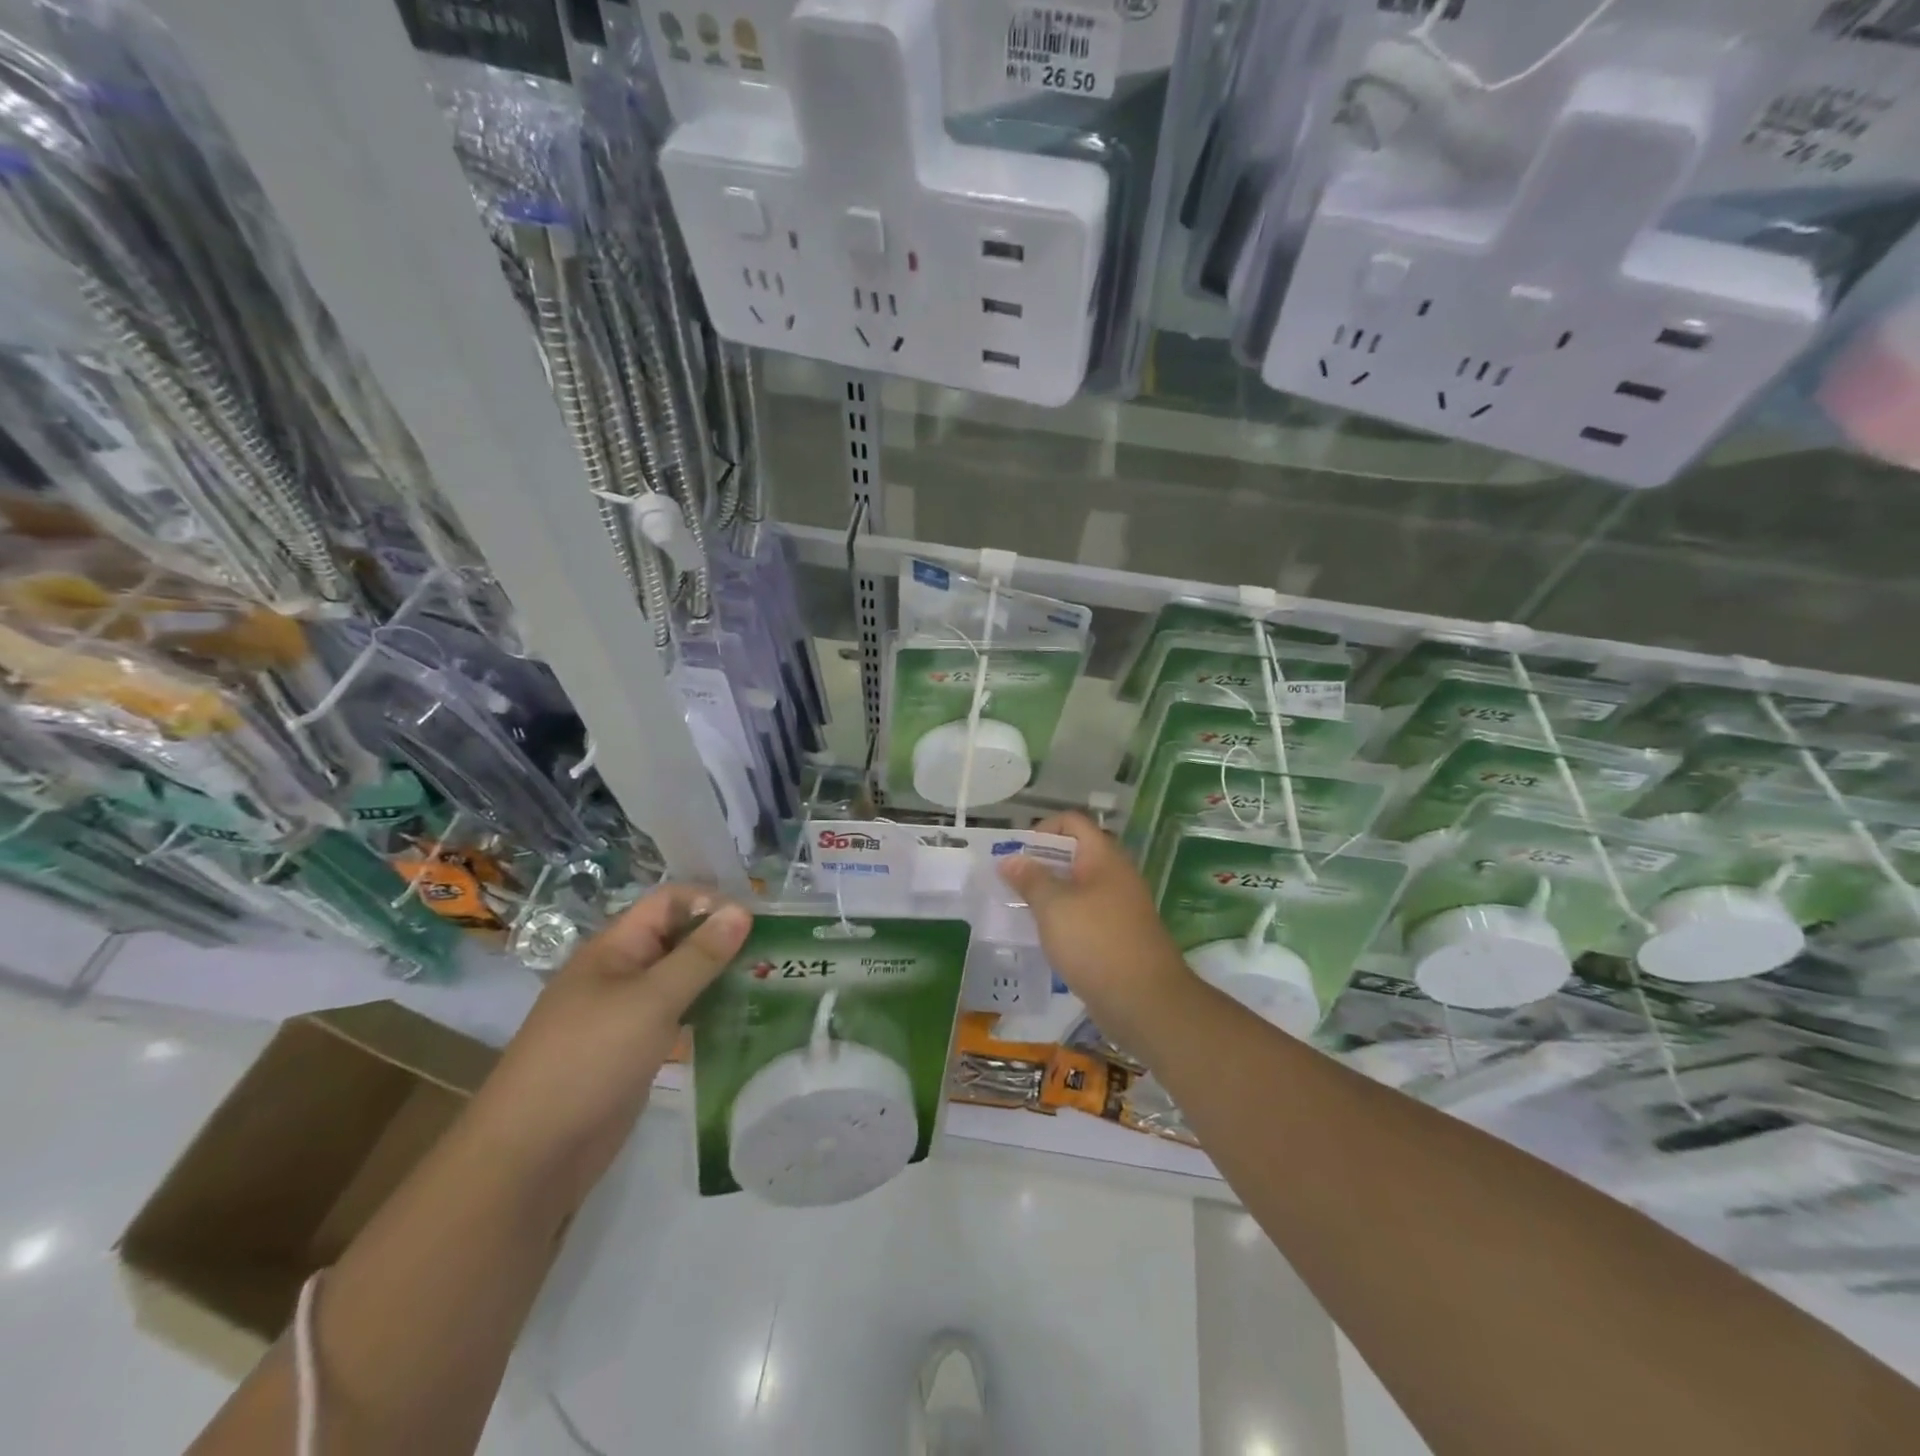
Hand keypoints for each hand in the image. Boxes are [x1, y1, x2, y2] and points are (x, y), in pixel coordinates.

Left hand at [472, 885, 751, 1208]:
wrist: (531, 1156)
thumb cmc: (589, 1061)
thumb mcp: (650, 1001)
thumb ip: (699, 956)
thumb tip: (742, 909)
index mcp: (615, 948)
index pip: (669, 902)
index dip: (711, 901)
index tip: (759, 919)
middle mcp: (621, 973)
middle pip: (678, 939)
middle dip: (723, 940)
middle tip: (775, 952)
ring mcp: (627, 1014)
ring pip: (681, 980)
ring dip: (720, 977)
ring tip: (768, 982)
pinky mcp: (635, 1050)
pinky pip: (678, 1017)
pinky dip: (708, 1012)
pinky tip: (742, 1020)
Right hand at [997, 812, 1195, 1052]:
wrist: (1145, 1002)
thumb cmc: (1096, 943)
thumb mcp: (1054, 907)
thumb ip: (1030, 879)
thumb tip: (1010, 859)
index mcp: (1104, 858)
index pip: (1073, 823)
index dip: (1043, 829)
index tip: (1017, 853)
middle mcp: (1115, 876)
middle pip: (1075, 855)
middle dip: (1040, 864)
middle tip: (1009, 881)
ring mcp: (1119, 908)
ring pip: (1078, 888)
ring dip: (1049, 894)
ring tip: (1018, 908)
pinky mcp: (1118, 937)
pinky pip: (1085, 916)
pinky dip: (1063, 920)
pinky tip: (1042, 936)